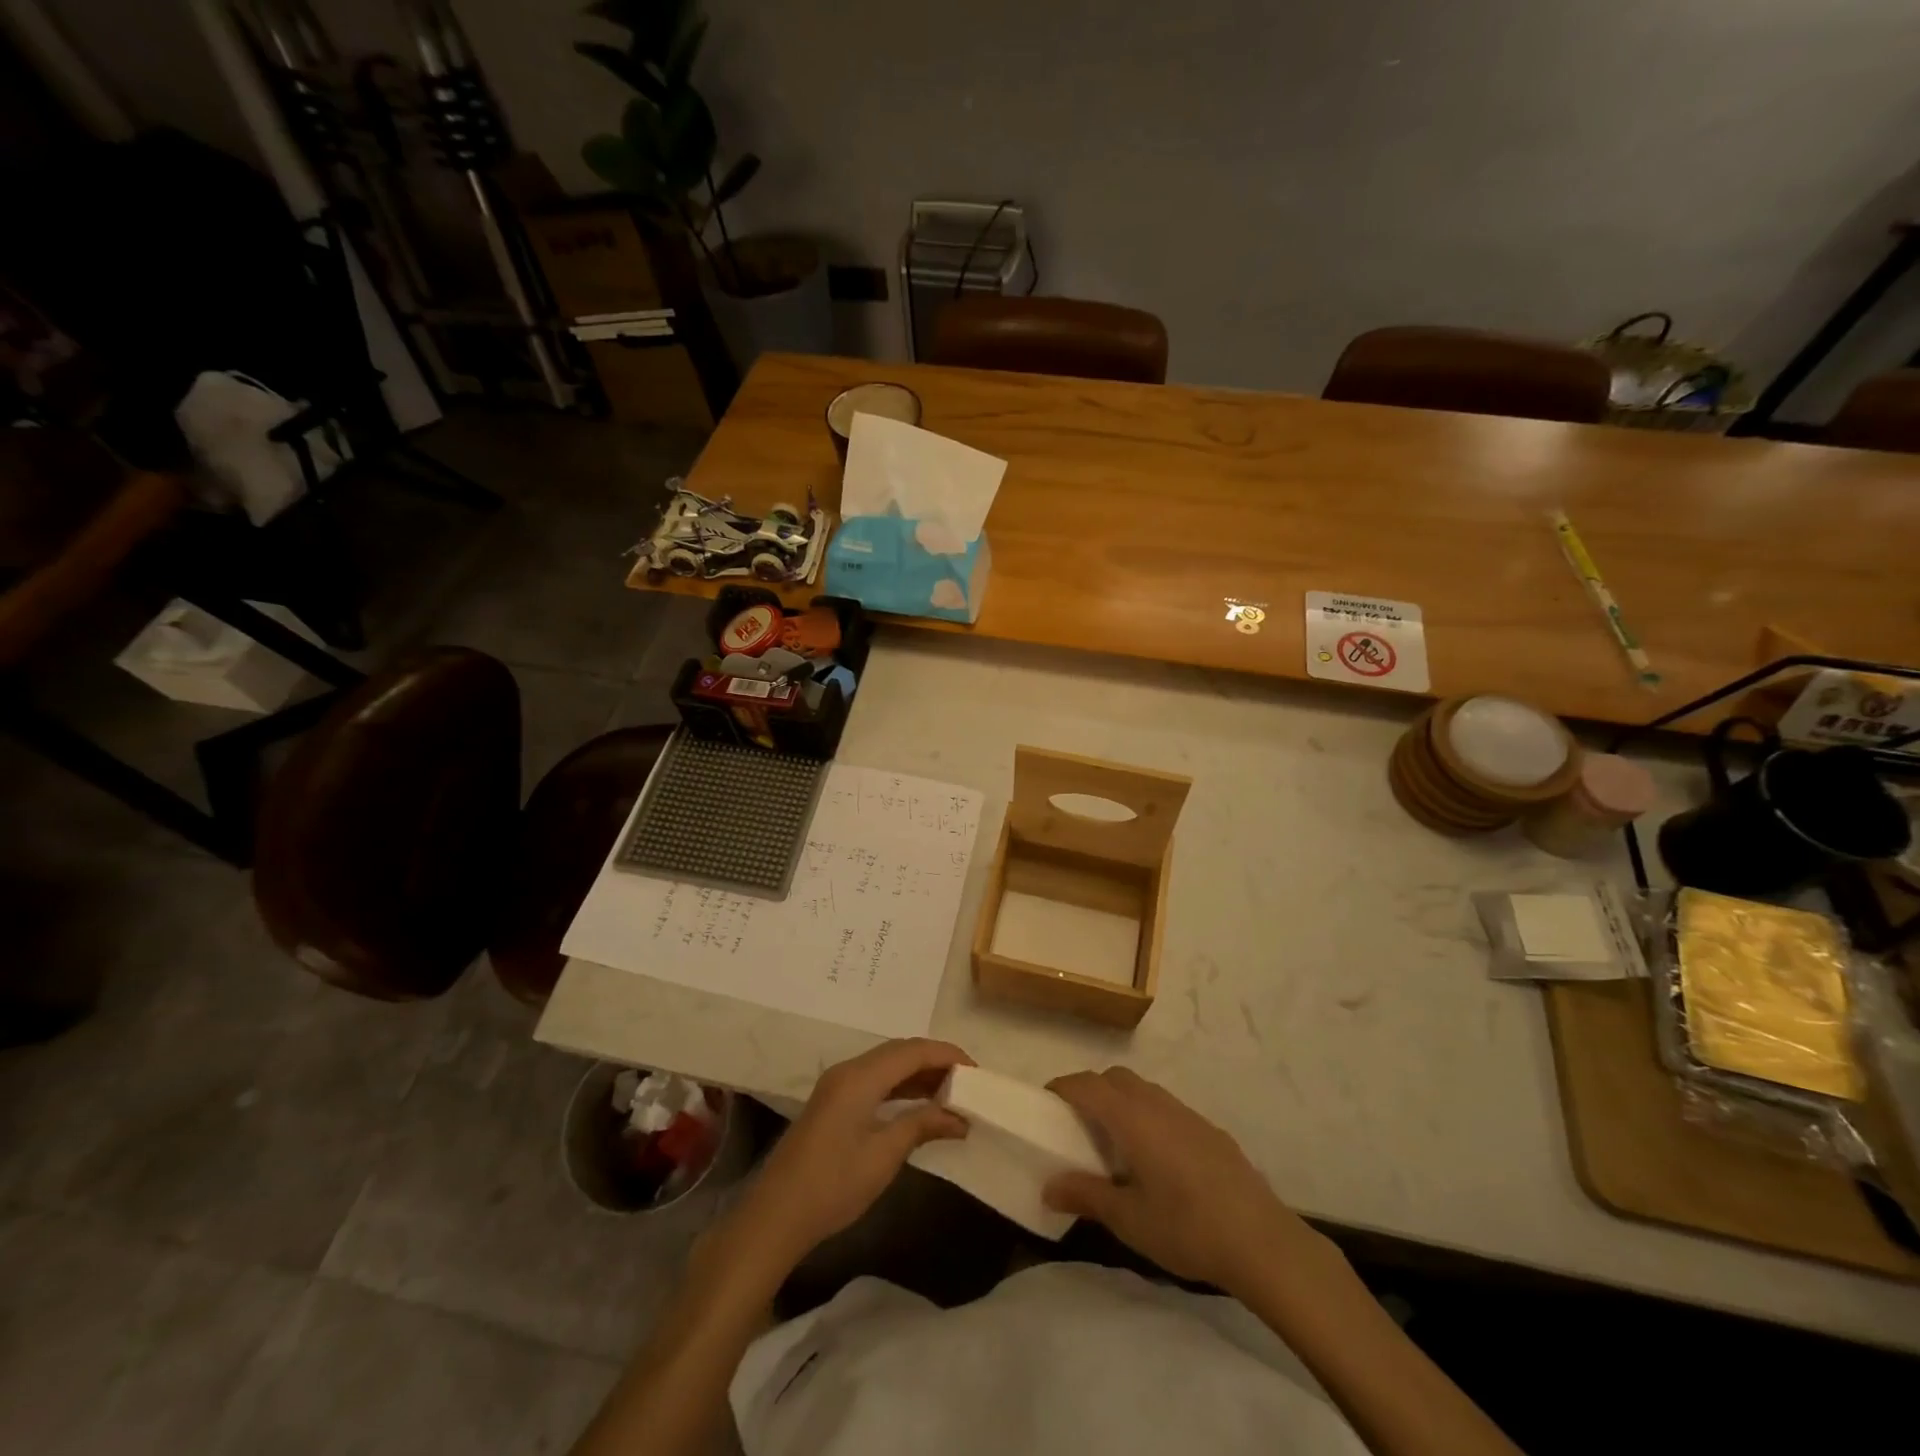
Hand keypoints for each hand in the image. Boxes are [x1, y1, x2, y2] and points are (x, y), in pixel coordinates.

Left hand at [732, 1039, 972, 1267]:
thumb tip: (958, 1116)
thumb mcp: (884, 1155)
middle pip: (900, 1052)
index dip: (946, 1055)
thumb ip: (921, 1125)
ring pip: (887, 1065)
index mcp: (860, 1076)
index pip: (912, 1050)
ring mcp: (838, 1085)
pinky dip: (901, 1087)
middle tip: (967, 1082)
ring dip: (918, 1074)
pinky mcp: (833, 1102)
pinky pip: (875, 1080)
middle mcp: (849, 1070)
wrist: (776, 1216)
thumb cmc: (833, 1184)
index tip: (977, 1071)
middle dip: (935, 1062)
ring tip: (951, 1093)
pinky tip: (919, 1106)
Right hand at [1044, 1067, 1320, 1292]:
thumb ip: (1086, 1196)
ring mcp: (1188, 1115)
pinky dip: (1148, 1117)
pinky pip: (1167, 1108)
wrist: (1262, 1240)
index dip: (1062, 1088)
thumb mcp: (1128, 1219)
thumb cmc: (1186, 1227)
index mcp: (1132, 1117)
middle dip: (1092, 1090)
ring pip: (1144, 1090)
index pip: (1087, 1085)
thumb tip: (1049, 1187)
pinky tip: (1157, 1160)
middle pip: (1115, 1078)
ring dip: (1122, 1102)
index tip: (1045, 1103)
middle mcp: (1157, 1104)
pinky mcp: (1210, 1131)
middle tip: (1077, 1125)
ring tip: (1114, 1142)